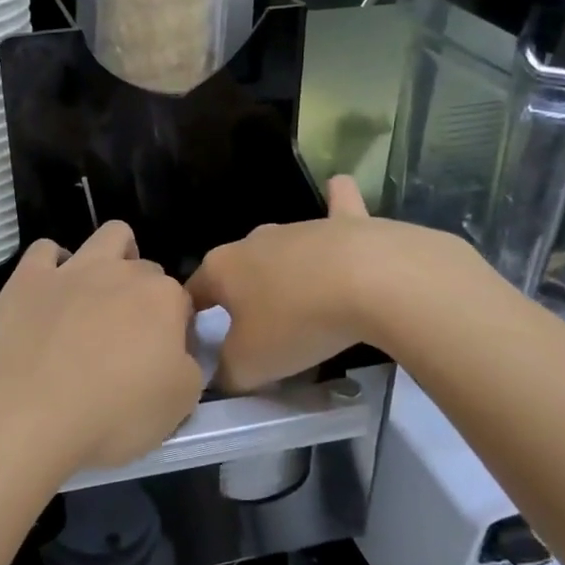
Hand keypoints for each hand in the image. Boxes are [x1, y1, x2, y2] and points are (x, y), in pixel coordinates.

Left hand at [0, 221, 202, 478]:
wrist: (27, 416)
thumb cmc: (113, 415)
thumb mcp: (180, 405)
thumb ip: (191, 367)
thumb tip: (180, 353)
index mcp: (164, 299)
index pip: (183, 304)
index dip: (177, 331)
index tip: (163, 361)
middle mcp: (122, 272)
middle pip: (146, 271)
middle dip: (144, 296)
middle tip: (128, 340)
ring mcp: (73, 269)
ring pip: (108, 236)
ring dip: (113, 257)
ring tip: (100, 296)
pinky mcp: (29, 278)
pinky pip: (46, 250)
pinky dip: (53, 265)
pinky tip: (52, 293)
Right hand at [187, 177, 397, 393]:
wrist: (372, 282)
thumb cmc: (297, 322)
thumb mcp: (249, 365)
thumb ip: (226, 372)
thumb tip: (222, 374)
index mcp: (221, 268)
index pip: (192, 293)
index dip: (192, 321)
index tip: (204, 347)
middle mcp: (253, 240)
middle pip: (237, 271)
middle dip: (239, 297)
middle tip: (256, 334)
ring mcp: (300, 226)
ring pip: (281, 248)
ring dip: (283, 272)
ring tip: (300, 306)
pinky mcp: (347, 222)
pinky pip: (337, 207)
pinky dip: (336, 203)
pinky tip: (337, 190)